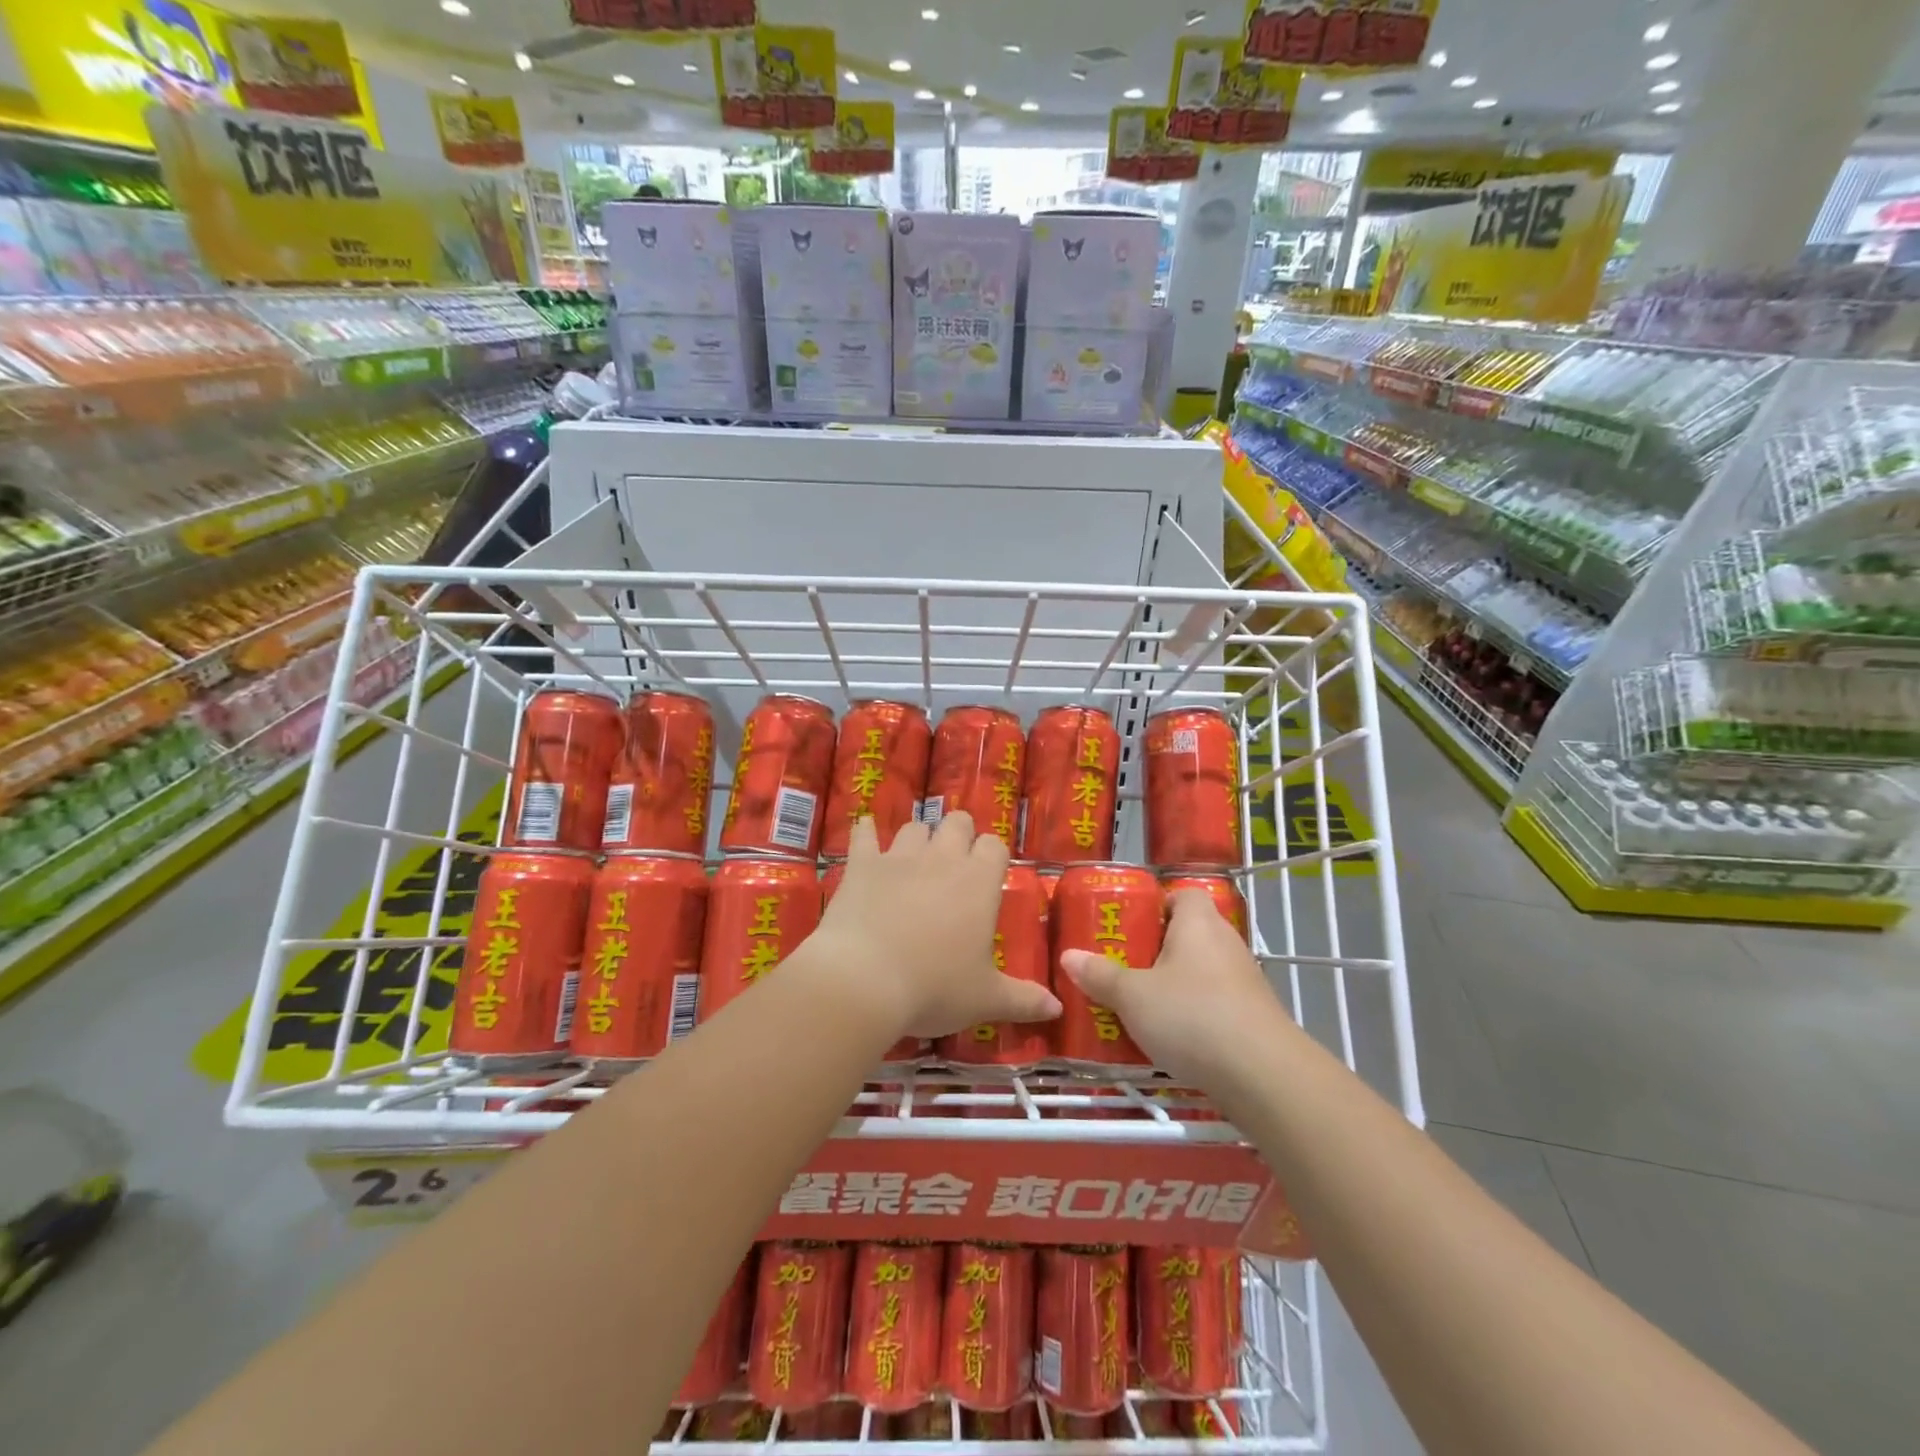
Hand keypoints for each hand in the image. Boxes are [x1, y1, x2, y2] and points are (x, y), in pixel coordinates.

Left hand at [811, 811, 1061, 1039]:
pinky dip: (866, 831)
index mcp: (978, 882)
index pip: (994, 846)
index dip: (992, 855)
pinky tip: (865, 831)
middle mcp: (942, 858)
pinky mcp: (862, 864)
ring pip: (915, 827)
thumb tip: (1057, 1007)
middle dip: (959, 834)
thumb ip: (1023, 999)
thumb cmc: (933, 988)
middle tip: (955, 862)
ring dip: (918, 838)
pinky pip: (864, 833)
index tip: (988, 873)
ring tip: (915, 858)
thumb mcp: (985, 999)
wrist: (864, 981)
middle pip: (957, 822)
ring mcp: (899, 857)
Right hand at [1059, 889, 1292, 1089]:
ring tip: (1139, 1006)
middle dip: (1156, 951)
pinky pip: (1216, 1005)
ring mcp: (1245, 982)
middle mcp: (1226, 943)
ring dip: (1175, 987)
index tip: (1129, 926)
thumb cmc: (1192, 1016)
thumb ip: (1100, 975)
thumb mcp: (1133, 996)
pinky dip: (1195, 1016)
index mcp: (1198, 923)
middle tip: (1122, 968)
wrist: (1265, 1076)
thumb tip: (1069, 956)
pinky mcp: (1254, 1018)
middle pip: (1189, 935)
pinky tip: (1171, 1040)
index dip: (1157, 905)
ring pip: (1201, 973)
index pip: (1182, 895)